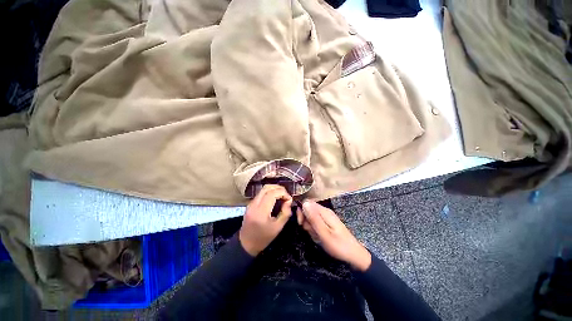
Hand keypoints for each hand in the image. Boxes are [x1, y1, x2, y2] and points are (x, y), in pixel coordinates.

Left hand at [239, 185, 292, 255]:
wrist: (246, 244)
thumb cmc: (263, 238)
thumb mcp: (278, 228)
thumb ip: (285, 213)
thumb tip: (289, 201)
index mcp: (261, 211)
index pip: (272, 194)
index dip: (283, 193)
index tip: (289, 199)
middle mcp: (254, 204)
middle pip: (267, 188)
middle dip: (279, 188)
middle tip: (286, 195)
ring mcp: (251, 203)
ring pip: (263, 189)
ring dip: (274, 189)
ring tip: (282, 196)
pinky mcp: (250, 203)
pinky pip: (261, 193)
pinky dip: (270, 192)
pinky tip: (275, 199)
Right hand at [297, 200, 371, 271]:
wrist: (354, 255)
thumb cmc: (339, 245)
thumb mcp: (324, 234)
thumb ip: (314, 218)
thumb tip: (304, 203)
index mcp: (324, 212)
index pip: (307, 203)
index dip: (301, 211)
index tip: (301, 223)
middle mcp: (325, 212)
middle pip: (309, 210)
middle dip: (305, 220)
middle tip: (309, 231)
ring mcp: (326, 217)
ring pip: (311, 217)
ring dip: (310, 226)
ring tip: (316, 236)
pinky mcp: (327, 223)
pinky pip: (316, 223)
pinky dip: (314, 229)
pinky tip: (318, 236)